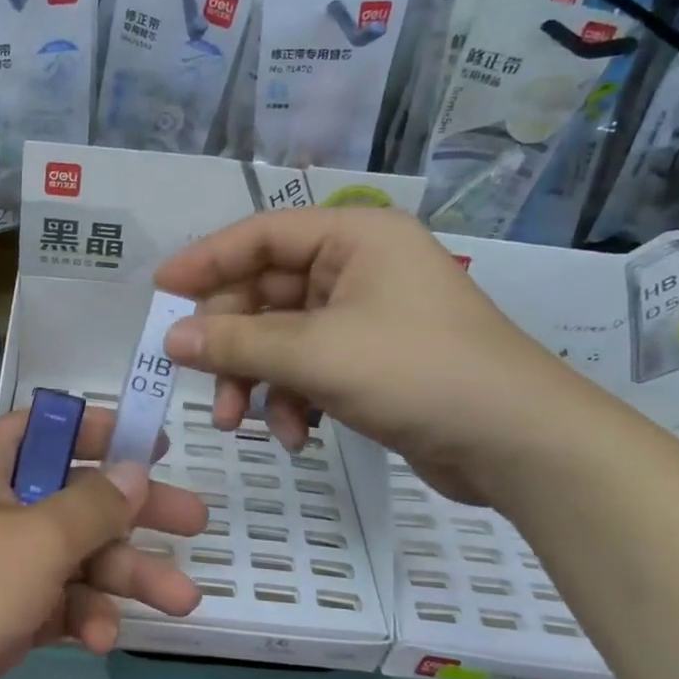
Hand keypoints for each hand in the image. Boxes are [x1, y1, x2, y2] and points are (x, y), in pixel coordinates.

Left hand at [0, 406, 204, 678]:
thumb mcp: (34, 539)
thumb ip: (93, 506)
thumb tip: (136, 470)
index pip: (51, 428)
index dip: (104, 431)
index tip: (157, 444)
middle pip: (74, 497)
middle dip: (135, 516)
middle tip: (195, 523)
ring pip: (71, 557)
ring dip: (121, 577)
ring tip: (180, 600)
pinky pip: (52, 603)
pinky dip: (80, 616)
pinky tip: (103, 638)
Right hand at [155, 207, 592, 503]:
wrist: (518, 444)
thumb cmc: (416, 372)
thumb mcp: (315, 353)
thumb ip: (236, 343)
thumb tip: (170, 339)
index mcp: (353, 236)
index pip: (260, 235)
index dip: (206, 261)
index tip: (159, 292)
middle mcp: (358, 266)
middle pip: (266, 292)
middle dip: (232, 343)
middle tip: (198, 381)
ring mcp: (366, 316)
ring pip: (282, 336)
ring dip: (256, 379)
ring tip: (238, 422)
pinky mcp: (372, 361)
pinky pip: (309, 366)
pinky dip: (292, 398)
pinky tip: (294, 435)